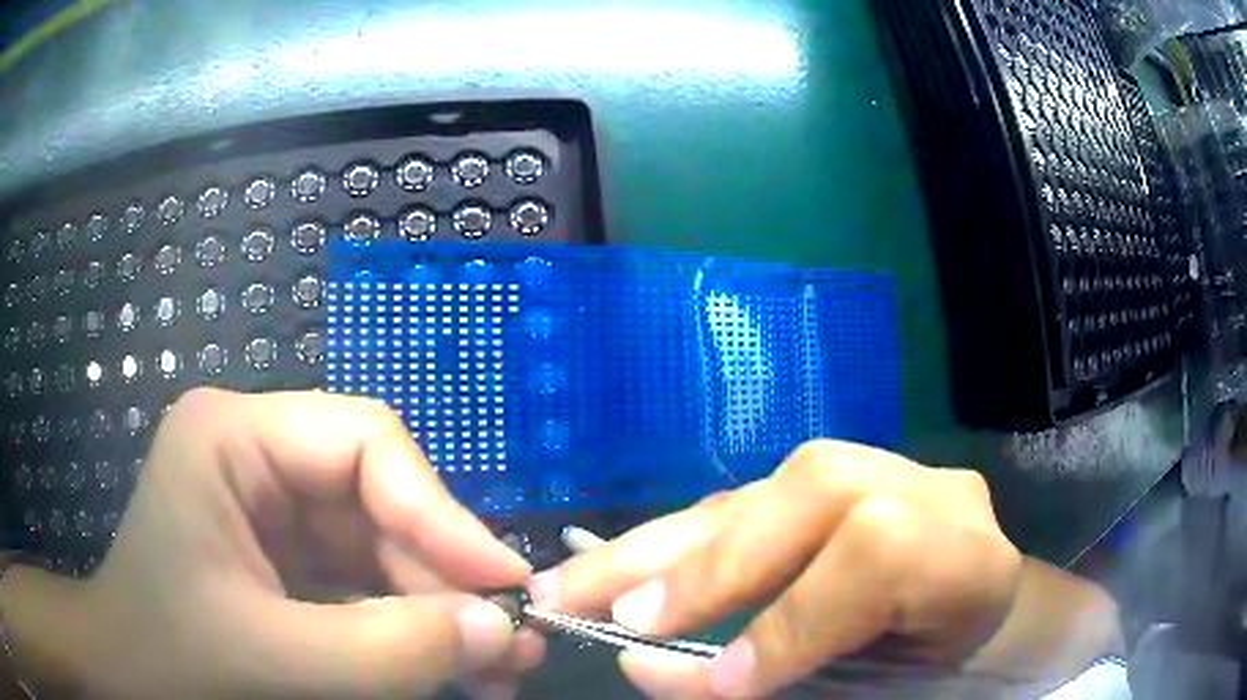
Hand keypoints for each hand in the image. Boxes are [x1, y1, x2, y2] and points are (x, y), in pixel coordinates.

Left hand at [46, 389, 543, 698]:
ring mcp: (272, 511)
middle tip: (511, 645)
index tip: (503, 582)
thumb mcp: (274, 659)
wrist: (131, 678)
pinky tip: (447, 668)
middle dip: (444, 581)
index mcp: (233, 437)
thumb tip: (500, 628)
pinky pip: (363, 586)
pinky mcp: (286, 560)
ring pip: (380, 552)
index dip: (440, 511)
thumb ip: (388, 651)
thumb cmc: (174, 659)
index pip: (362, 442)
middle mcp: (258, 459)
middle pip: (378, 504)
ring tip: (496, 668)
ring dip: (437, 614)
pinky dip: (407, 631)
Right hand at [533, 440, 1023, 697]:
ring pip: (757, 493)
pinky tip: (620, 563)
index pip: (872, 559)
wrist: (983, 608)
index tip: (710, 684)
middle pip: (806, 496)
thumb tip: (652, 671)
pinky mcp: (827, 481)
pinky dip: (673, 539)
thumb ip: (784, 679)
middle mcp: (918, 489)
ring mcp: (872, 472)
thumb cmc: (941, 663)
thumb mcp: (886, 687)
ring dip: (653, 546)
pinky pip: (744, 503)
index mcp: (962, 551)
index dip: (787, 624)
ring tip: (569, 583)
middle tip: (597, 614)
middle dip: (698, 568)